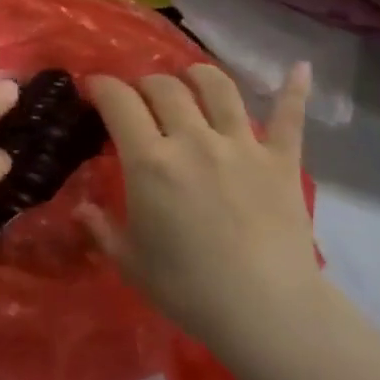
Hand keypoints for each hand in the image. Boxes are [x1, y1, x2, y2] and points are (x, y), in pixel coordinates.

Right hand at [85, 64, 321, 357]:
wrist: (267, 312)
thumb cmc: (189, 289)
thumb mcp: (130, 262)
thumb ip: (101, 228)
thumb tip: (81, 207)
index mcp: (151, 161)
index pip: (120, 102)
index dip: (102, 86)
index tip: (94, 88)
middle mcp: (193, 139)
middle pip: (165, 87)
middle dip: (145, 83)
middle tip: (139, 97)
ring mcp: (242, 145)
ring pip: (218, 87)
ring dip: (199, 75)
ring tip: (191, 78)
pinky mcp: (281, 159)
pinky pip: (289, 116)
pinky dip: (293, 90)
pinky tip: (299, 68)